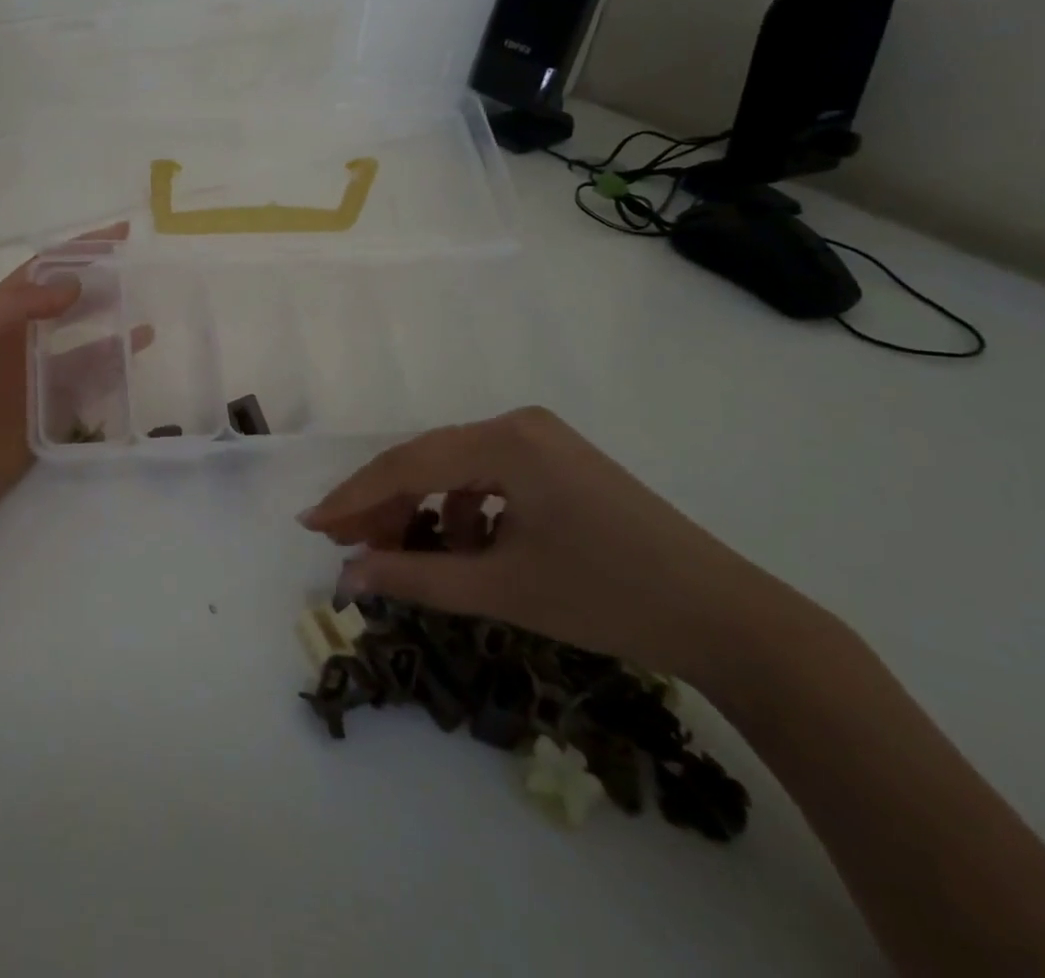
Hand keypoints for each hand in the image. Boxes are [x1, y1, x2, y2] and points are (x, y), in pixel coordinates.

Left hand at [0, 224, 137, 533]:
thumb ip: (15, 304)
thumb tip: (74, 284)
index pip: (42, 272)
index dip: (76, 251)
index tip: (118, 235)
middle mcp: (20, 341)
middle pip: (67, 304)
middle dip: (100, 285)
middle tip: (138, 272)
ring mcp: (38, 378)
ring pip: (85, 343)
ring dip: (113, 327)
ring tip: (145, 312)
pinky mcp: (53, 413)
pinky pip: (89, 385)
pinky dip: (113, 370)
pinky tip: (135, 357)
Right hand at [298, 407, 792, 689]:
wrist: (732, 621)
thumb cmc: (610, 599)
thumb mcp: (501, 590)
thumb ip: (414, 578)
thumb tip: (345, 577)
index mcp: (505, 440)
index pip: (407, 464)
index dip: (353, 498)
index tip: (312, 526)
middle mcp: (518, 424)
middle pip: (427, 460)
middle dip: (382, 504)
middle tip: (344, 544)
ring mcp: (542, 439)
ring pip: (454, 468)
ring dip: (420, 509)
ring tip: (397, 552)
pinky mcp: (559, 462)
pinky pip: (488, 477)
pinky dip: (462, 511)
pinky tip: (463, 548)